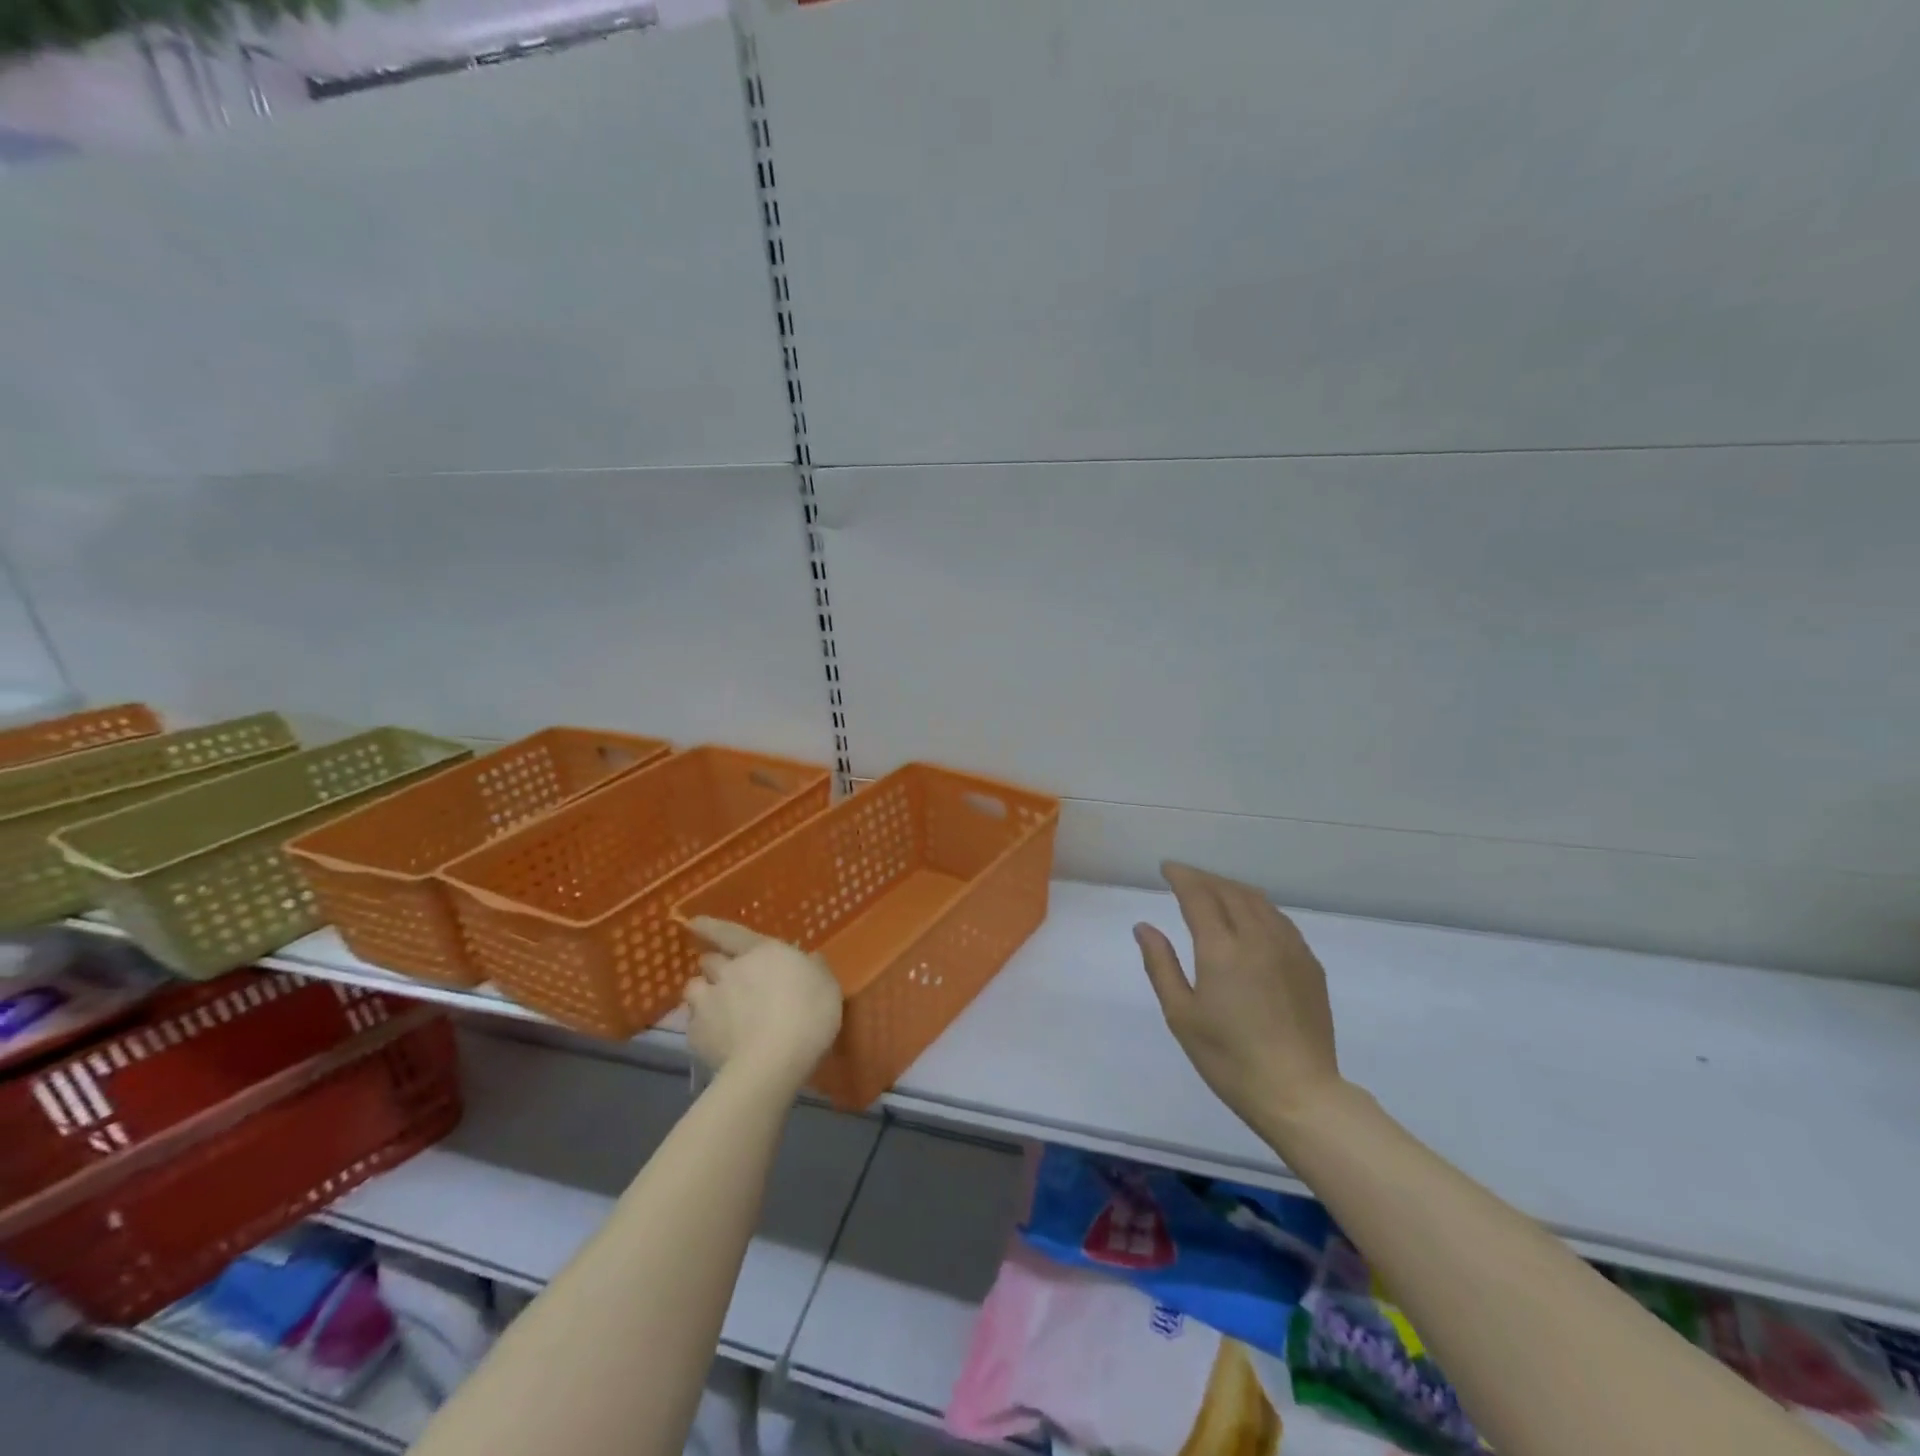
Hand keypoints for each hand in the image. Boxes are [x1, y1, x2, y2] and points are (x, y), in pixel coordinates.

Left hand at [684, 918, 842, 1088]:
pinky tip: (714, 1039)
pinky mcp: (695, 1035)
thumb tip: (810, 959)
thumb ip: (814, 969)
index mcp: (762, 952)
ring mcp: (708, 1002)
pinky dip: (701, 1027)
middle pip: (709, 960)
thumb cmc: (808, 1014)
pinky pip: (692, 1023)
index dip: (711, 927)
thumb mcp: (827, 986)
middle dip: (715, 966)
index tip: (693, 923)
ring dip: (703, 993)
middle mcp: (729, 970)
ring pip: (693, 988)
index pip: (730, 932)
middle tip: (726, 978)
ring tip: (714, 1008)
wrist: (772, 1061)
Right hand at [1134, 863, 1346, 1142]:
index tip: (1167, 868)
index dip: (1181, 876)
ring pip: (1258, 900)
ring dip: (1231, 888)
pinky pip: (1279, 919)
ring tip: (1213, 890)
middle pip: (1229, 891)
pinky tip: (1250, 917)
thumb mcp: (1181, 1015)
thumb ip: (1161, 965)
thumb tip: (1144, 927)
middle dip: (1204, 878)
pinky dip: (1257, 906)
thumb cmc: (1229, 1059)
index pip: (1199, 895)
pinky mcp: (1309, 964)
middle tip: (1184, 878)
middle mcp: (1257, 938)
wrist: (1299, 1093)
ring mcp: (1289, 948)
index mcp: (1222, 949)